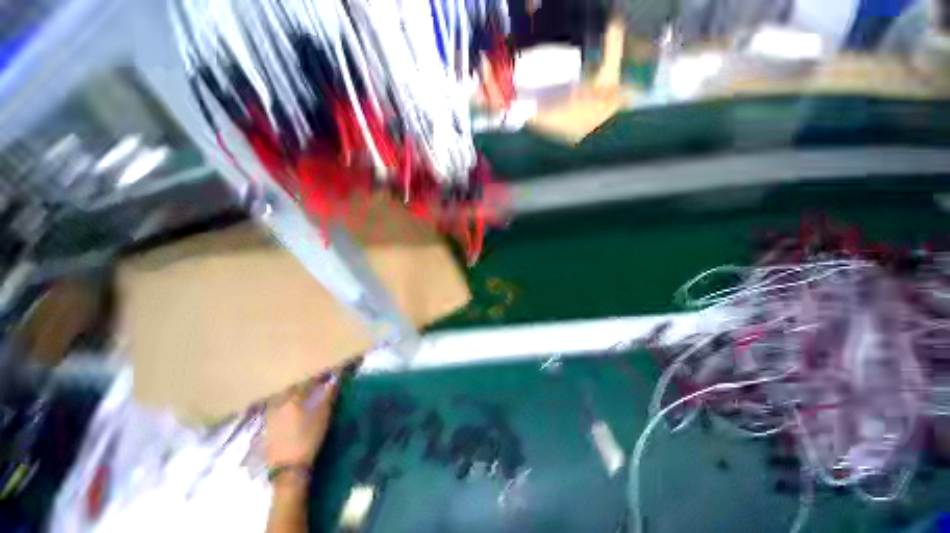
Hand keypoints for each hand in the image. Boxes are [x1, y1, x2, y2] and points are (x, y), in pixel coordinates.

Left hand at [265, 378, 338, 469]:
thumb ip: (328, 397)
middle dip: (304, 387)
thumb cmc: (308, 438)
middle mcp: (280, 404)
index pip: (307, 384)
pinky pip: (278, 409)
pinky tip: (293, 411)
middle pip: (292, 390)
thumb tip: (333, 381)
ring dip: (294, 396)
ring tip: (304, 399)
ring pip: (283, 399)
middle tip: (315, 387)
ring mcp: (271, 416)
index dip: (317, 380)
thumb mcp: (322, 416)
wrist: (288, 467)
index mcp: (293, 399)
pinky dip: (287, 406)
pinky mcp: (269, 428)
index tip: (326, 378)